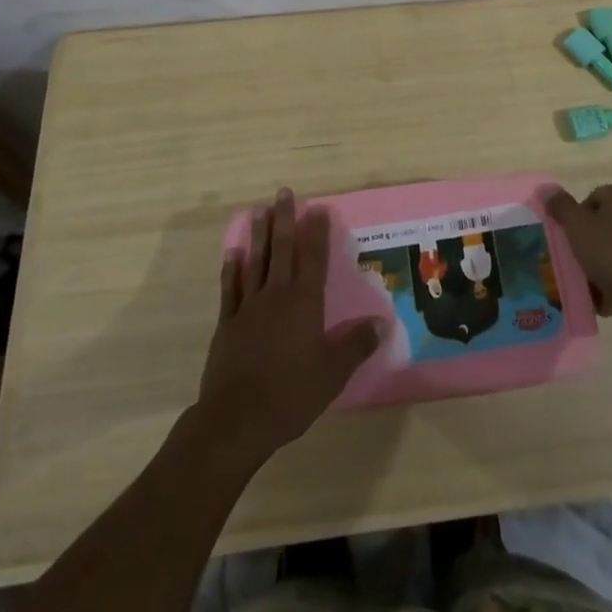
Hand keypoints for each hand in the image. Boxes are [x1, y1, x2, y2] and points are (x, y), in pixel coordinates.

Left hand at [195, 189, 380, 467]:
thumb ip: (356, 345)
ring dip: (259, 235)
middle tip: (284, 193)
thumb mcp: (333, 374)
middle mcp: (277, 294)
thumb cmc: (291, 394)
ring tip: (259, 210)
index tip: (318, 208)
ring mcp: (248, 306)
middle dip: (285, 219)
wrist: (236, 419)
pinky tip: (232, 254)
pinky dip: (232, 269)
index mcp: (304, 302)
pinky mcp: (227, 323)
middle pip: (282, 249)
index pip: (313, 258)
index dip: (317, 232)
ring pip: (256, 261)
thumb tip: (383, 323)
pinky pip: (230, 288)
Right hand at [548, 184, 611, 342]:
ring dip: (608, 264)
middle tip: (580, 263)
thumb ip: (561, 206)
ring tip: (594, 287)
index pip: (593, 199)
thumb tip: (549, 190)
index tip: (571, 242)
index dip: (577, 220)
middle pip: (609, 224)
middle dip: (593, 243)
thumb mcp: (577, 227)